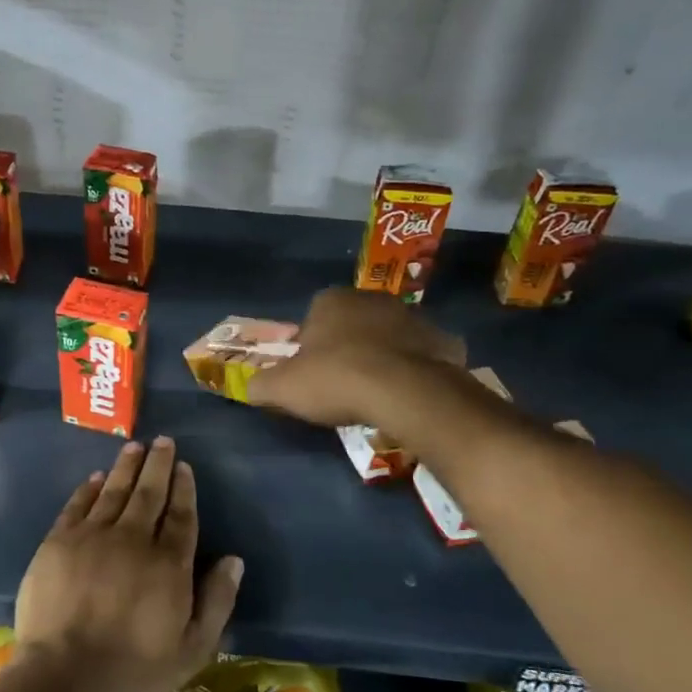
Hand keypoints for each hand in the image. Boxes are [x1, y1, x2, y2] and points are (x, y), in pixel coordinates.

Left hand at [14, 437, 241, 691]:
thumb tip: (234, 560)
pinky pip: (78, 505)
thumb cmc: (132, 670)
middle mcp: (133, 539)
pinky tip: (96, 478)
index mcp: (168, 564)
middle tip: (163, 441)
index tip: (184, 467)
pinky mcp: (58, 542)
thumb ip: (216, 602)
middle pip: (149, 493)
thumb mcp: (191, 650)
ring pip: (114, 491)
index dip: (184, 489)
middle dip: (158, 465)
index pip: (181, 516)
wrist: (62, 676)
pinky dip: (89, 489)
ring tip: (134, 447)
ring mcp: (92, 537)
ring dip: (126, 467)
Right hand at [246, 286, 465, 428]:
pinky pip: (423, 353)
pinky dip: (416, 368)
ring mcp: (412, 315)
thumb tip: (249, 387)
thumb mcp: (283, 388)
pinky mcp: (443, 339)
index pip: (313, 318)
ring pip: (389, 336)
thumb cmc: (336, 379)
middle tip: (343, 383)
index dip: (310, 347)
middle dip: (348, 346)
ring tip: (377, 391)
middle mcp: (372, 298)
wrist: (405, 391)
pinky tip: (409, 393)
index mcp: (331, 300)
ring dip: (382, 355)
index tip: (312, 374)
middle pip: (352, 323)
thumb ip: (261, 384)